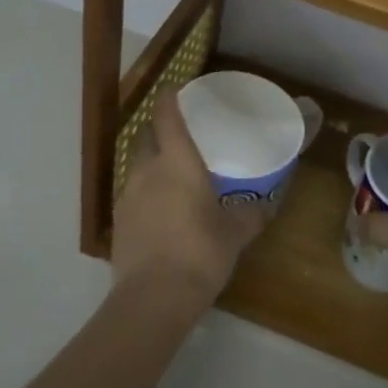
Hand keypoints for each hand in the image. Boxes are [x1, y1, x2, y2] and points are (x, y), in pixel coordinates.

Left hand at [111, 90, 267, 306]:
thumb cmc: (199, 253)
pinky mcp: (119, 222)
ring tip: (174, 172)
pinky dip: (146, 191)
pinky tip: (162, 208)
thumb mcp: (235, 233)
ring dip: (152, 161)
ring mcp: (127, 196)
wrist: (152, 299)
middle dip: (159, 128)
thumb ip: (251, 214)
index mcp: (176, 161)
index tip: (177, 88)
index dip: (169, 97)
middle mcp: (147, 170)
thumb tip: (268, 204)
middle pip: (146, 135)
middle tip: (182, 134)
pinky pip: (133, 193)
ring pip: (137, 164)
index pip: (166, 115)